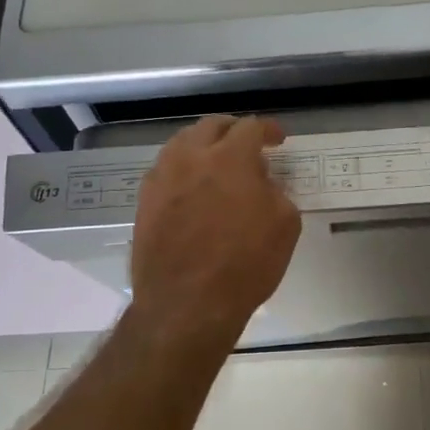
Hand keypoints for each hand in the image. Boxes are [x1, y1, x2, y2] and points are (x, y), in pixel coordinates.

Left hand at [128, 115, 301, 342]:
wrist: (187, 304)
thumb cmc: (245, 265)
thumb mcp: (285, 226)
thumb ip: (276, 193)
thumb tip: (262, 184)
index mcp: (230, 158)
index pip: (251, 127)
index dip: (268, 130)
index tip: (277, 140)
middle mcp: (191, 157)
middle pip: (211, 126)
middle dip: (233, 130)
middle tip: (247, 145)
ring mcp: (162, 178)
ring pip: (182, 144)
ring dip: (204, 146)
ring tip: (216, 164)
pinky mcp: (144, 201)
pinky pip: (165, 171)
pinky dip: (183, 170)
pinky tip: (193, 189)